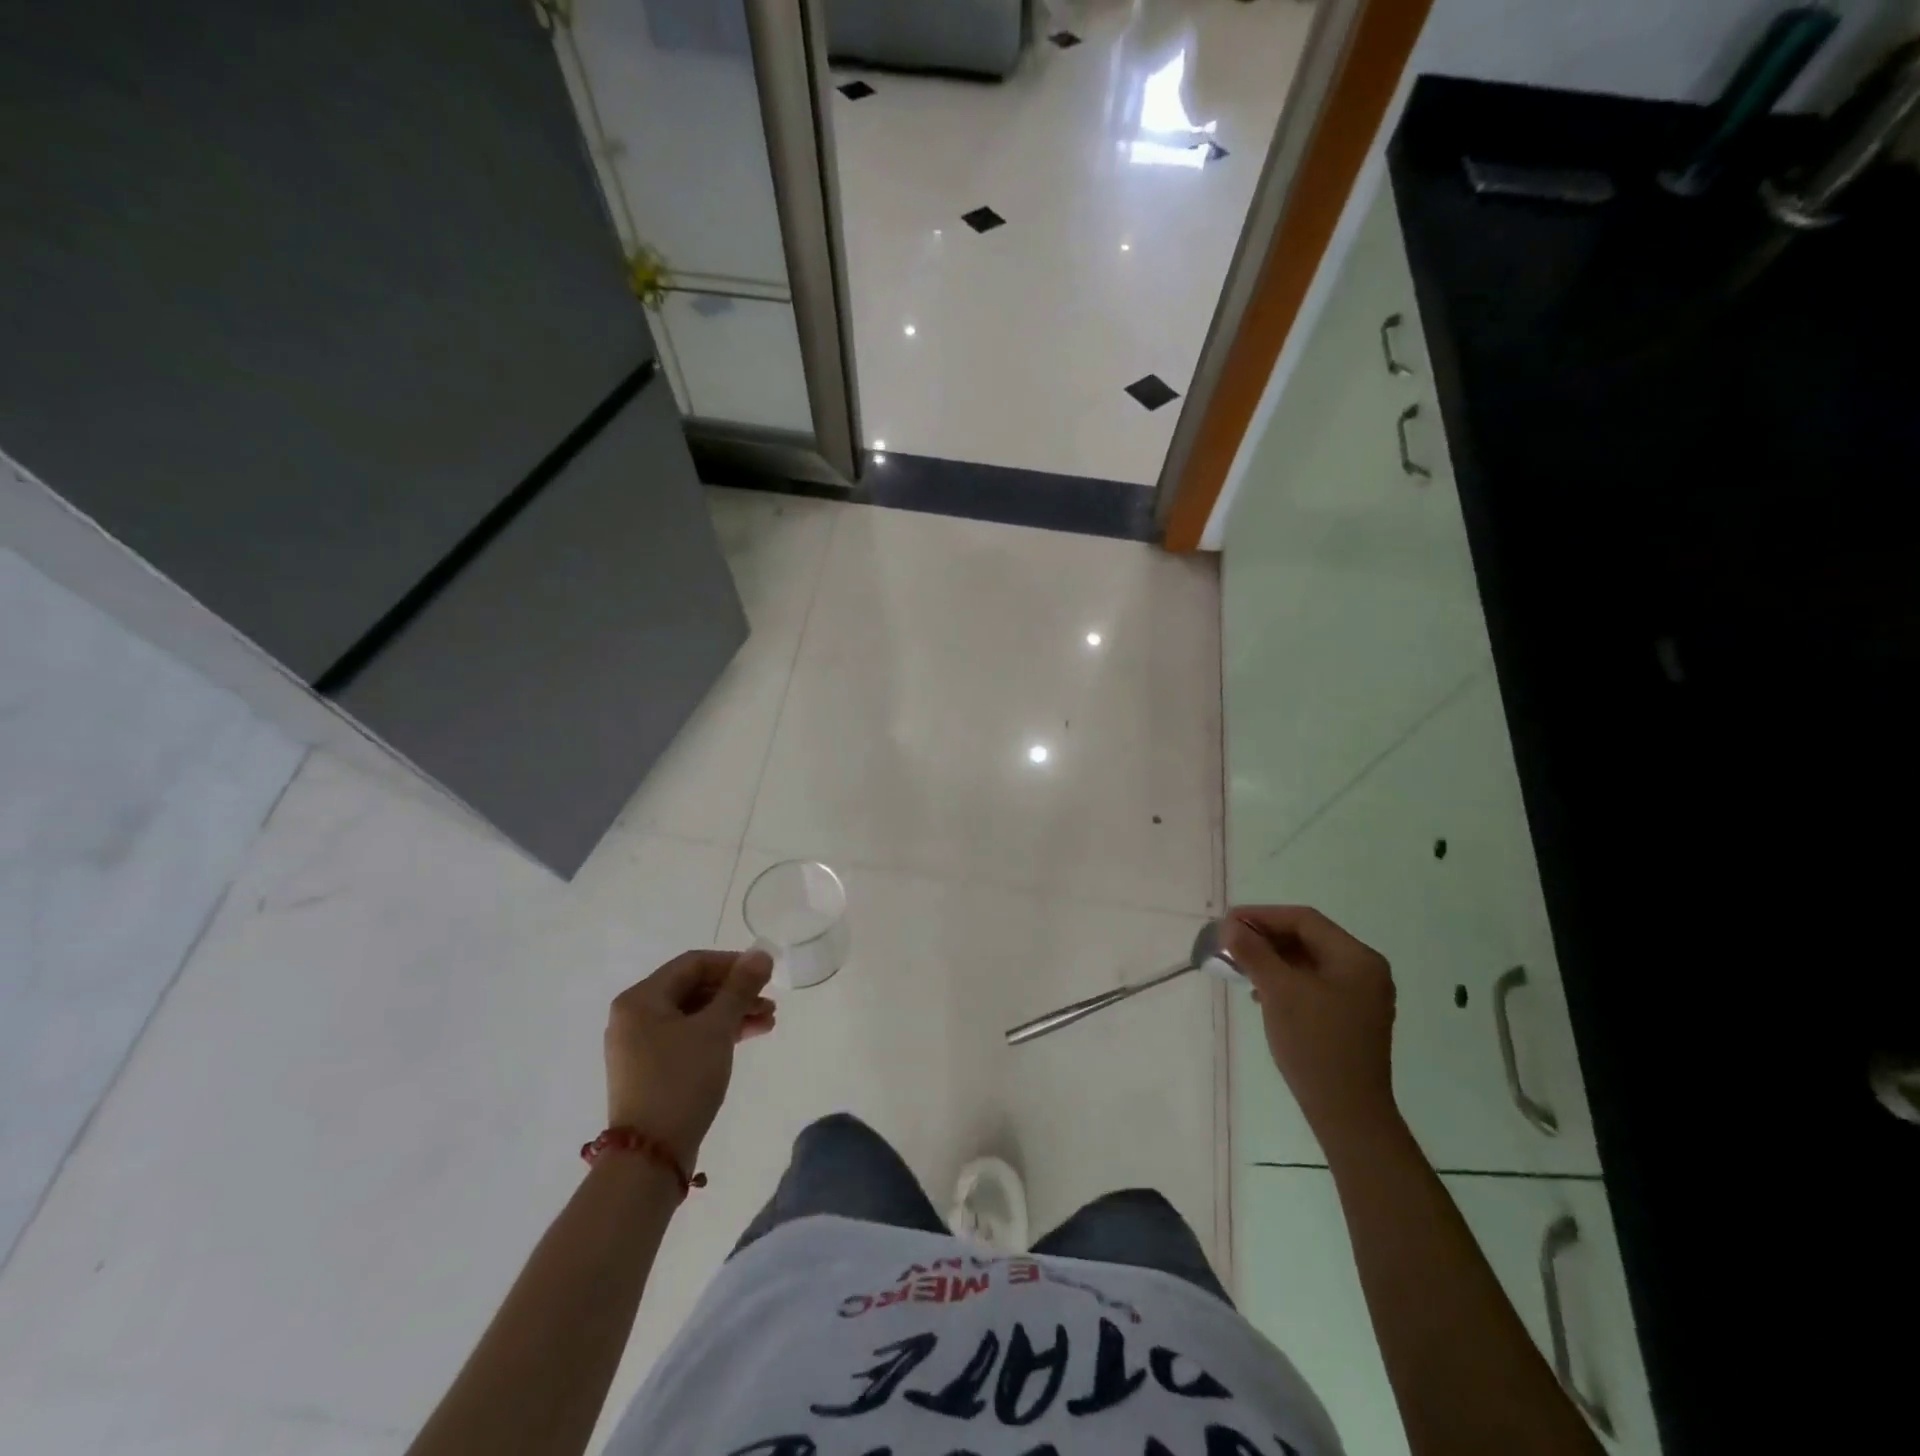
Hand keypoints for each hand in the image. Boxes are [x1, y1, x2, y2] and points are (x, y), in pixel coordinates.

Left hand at [604, 949, 774, 1168]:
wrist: (650, 1157)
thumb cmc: (680, 1080)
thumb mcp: (715, 1029)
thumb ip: (740, 988)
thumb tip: (761, 954)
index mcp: (640, 999)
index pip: (693, 964)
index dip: (732, 963)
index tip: (765, 974)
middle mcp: (634, 1017)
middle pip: (693, 989)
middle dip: (736, 993)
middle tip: (770, 1001)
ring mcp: (640, 1046)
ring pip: (694, 1015)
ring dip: (732, 1014)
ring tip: (768, 1022)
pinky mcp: (651, 1070)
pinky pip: (688, 1038)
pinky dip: (717, 1034)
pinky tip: (748, 1037)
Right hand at [1224, 905, 1399, 1146]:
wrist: (1347, 1113)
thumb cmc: (1315, 1044)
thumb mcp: (1279, 991)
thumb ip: (1254, 952)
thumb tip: (1230, 925)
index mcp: (1357, 958)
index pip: (1304, 920)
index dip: (1263, 916)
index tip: (1228, 921)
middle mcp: (1365, 971)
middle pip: (1308, 938)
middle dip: (1266, 937)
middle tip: (1230, 941)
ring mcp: (1361, 996)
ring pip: (1308, 962)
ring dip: (1272, 959)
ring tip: (1239, 966)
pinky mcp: (1350, 1017)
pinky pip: (1313, 984)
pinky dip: (1285, 980)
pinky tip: (1261, 993)